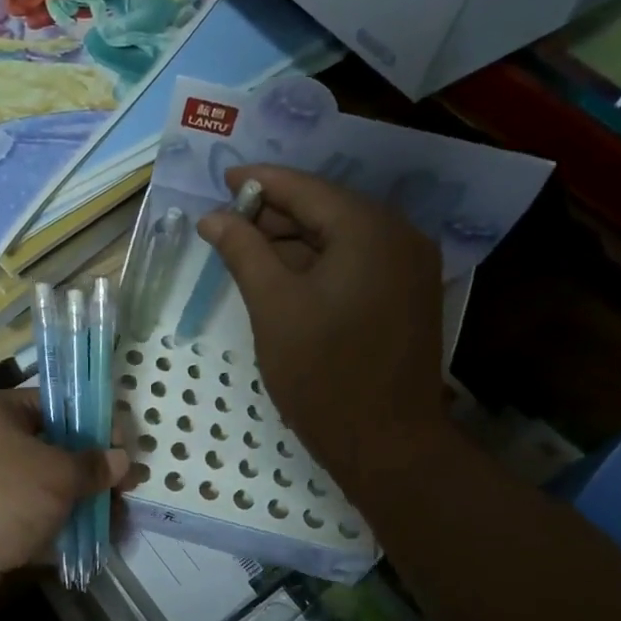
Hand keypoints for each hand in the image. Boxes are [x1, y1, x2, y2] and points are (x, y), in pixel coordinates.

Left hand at [0, 389, 128, 610]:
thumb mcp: (55, 471)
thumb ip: (91, 465)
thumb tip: (121, 458)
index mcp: (3, 414)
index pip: (57, 406)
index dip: (94, 423)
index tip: (127, 446)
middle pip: (55, 453)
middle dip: (94, 473)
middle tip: (130, 491)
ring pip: (49, 494)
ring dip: (83, 508)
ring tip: (121, 526)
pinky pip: (37, 528)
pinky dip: (63, 536)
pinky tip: (96, 547)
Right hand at [196, 165, 445, 477]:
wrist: (385, 443)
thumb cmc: (322, 372)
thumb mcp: (272, 305)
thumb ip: (242, 250)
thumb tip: (211, 217)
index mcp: (369, 230)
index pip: (306, 189)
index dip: (260, 181)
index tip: (222, 178)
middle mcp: (399, 237)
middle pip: (326, 208)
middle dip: (274, 212)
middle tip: (226, 220)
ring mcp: (408, 267)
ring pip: (340, 236)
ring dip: (293, 239)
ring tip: (245, 246)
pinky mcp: (405, 295)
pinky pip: (355, 261)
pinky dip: (317, 261)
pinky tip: (281, 273)